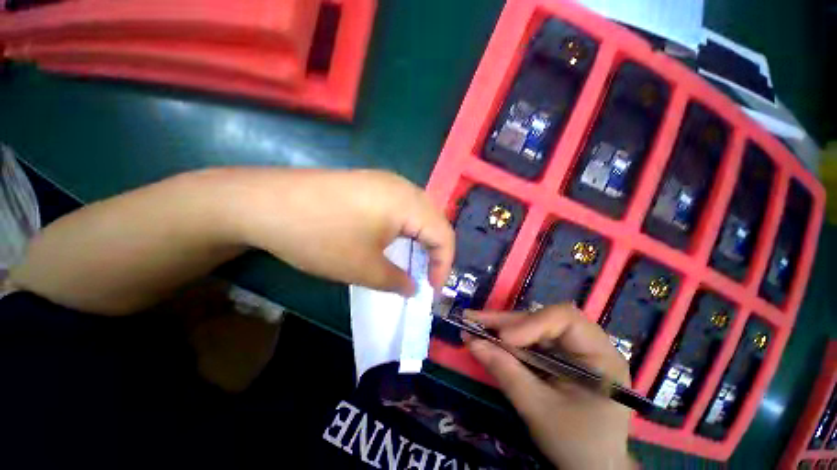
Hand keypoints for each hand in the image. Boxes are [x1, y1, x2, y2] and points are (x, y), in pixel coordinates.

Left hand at [223, 168, 453, 294]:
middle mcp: (402, 186)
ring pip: (417, 212)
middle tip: (423, 275)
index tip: (432, 291)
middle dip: (434, 251)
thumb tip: (413, 288)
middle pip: (433, 220)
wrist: (264, 203)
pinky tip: (390, 240)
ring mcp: (383, 181)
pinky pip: (399, 206)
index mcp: (408, 203)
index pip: (444, 234)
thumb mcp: (363, 268)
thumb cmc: (321, 236)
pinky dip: (403, 227)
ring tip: (409, 260)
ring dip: (419, 238)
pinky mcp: (368, 183)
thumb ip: (397, 281)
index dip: (444, 265)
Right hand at [466, 305, 634, 469]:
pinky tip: (486, 337)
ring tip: (472, 323)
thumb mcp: (539, 410)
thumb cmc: (577, 444)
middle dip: (505, 322)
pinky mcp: (556, 355)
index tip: (503, 339)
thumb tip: (471, 341)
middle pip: (542, 319)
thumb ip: (506, 373)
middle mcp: (586, 343)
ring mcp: (570, 348)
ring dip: (500, 327)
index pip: (565, 319)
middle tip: (472, 319)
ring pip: (531, 326)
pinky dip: (505, 340)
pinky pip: (528, 340)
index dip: (531, 323)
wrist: (592, 467)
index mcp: (600, 355)